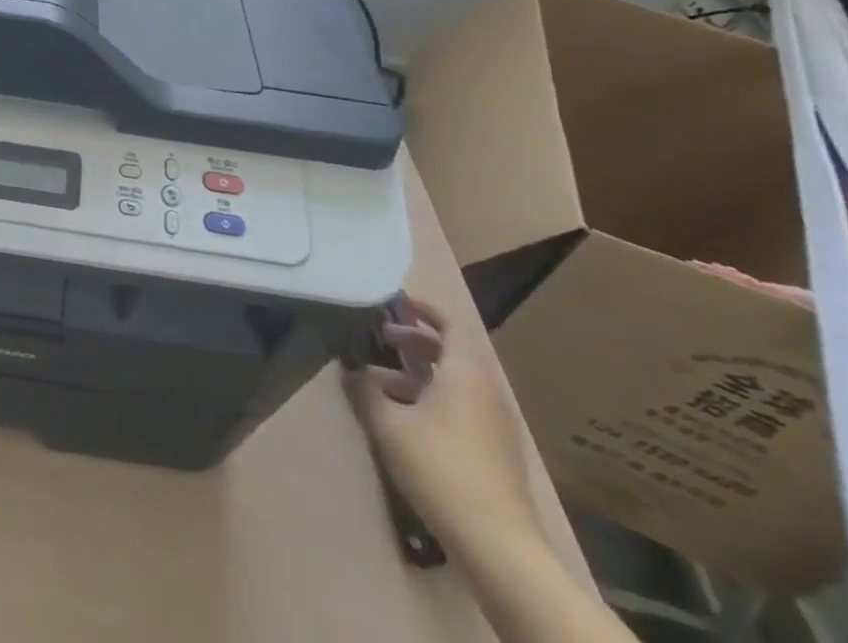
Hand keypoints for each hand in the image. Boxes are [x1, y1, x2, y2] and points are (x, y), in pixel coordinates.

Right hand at [346, 296, 540, 557]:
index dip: (423, 309)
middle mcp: (485, 391)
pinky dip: (431, 399)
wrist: (498, 546)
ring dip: (418, 374)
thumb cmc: (440, 467)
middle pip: (451, 352)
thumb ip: (365, 390)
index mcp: (465, 373)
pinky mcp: (494, 452)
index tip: (393, 302)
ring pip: (453, 383)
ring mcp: (494, 424)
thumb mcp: (389, 424)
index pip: (450, 324)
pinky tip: (401, 419)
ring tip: (379, 381)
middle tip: (380, 338)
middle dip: (414, 341)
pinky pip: (460, 408)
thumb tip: (350, 370)